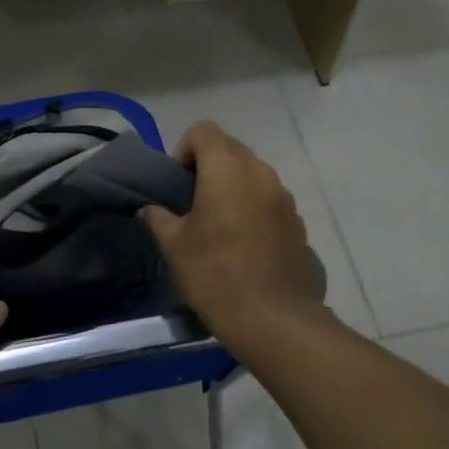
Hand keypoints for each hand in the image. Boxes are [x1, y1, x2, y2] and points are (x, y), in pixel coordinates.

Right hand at [141, 122, 324, 339]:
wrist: (272, 317)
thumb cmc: (215, 273)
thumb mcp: (175, 246)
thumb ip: (159, 219)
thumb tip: (150, 209)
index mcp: (227, 168)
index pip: (204, 131)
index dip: (184, 149)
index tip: (177, 183)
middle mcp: (260, 172)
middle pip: (231, 149)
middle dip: (209, 167)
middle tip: (193, 203)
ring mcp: (284, 197)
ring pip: (253, 175)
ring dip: (234, 188)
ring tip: (219, 224)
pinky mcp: (297, 222)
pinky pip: (270, 201)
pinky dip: (254, 209)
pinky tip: (244, 244)